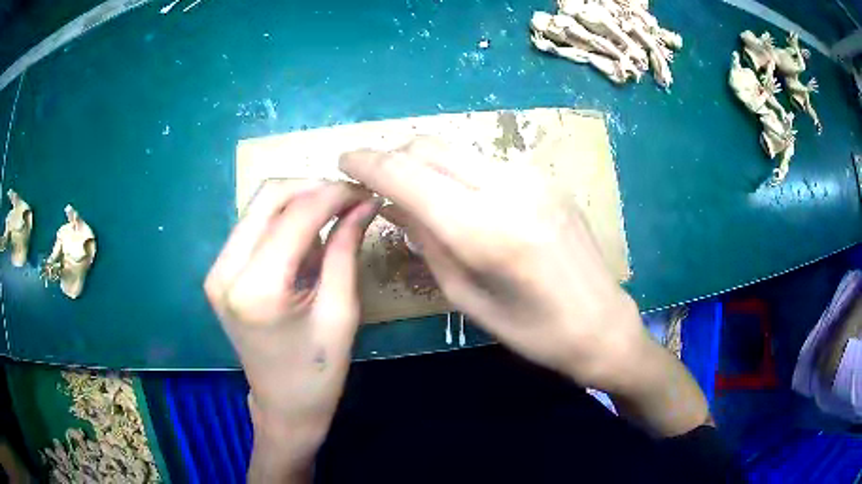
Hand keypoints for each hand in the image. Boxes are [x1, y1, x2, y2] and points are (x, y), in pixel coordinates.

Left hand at [204, 179, 379, 477]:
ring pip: (258, 207)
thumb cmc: (318, 372)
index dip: (334, 195)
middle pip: (268, 197)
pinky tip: (305, 241)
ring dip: (298, 203)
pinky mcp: (218, 273)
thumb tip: (364, 203)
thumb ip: (346, 249)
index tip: (365, 192)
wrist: (283, 406)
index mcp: (256, 289)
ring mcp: (216, 270)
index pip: (296, 215)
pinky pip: (252, 227)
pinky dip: (282, 222)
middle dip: (313, 188)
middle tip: (349, 200)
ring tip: (332, 222)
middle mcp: (225, 271)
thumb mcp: (341, 312)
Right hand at [339, 138, 644, 390]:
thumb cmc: (532, 330)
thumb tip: (389, 203)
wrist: (601, 322)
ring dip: (425, 163)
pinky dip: (457, 172)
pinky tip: (458, 199)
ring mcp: (532, 176)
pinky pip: (484, 162)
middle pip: (430, 146)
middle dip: (393, 156)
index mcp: (485, 229)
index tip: (344, 160)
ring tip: (414, 193)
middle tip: (376, 181)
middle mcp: (508, 187)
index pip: (407, 174)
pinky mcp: (546, 177)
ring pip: (457, 150)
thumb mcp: (467, 297)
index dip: (368, 162)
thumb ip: (426, 242)